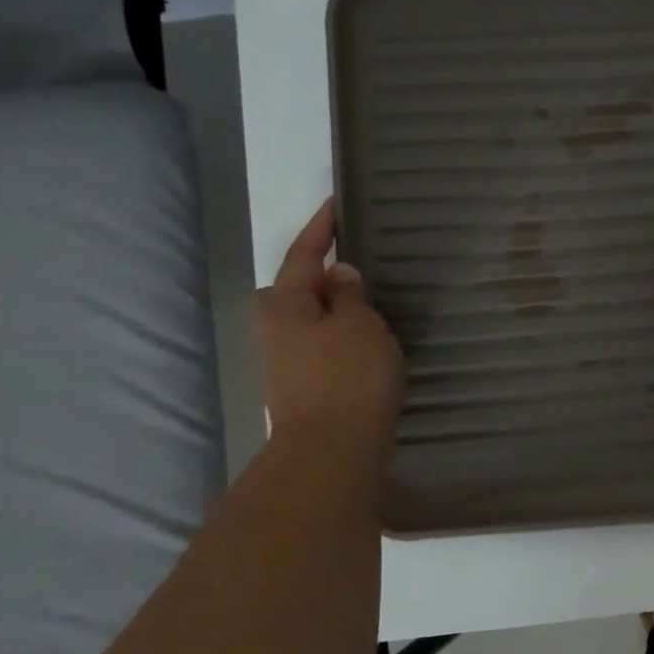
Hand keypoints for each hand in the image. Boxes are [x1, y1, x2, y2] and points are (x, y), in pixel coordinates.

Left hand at [256, 199, 404, 467]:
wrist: (332, 451)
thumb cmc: (347, 376)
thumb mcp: (358, 324)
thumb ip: (349, 294)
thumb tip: (338, 273)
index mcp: (284, 304)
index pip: (303, 254)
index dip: (321, 227)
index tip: (337, 202)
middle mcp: (277, 328)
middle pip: (300, 287)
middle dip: (325, 272)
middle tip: (362, 258)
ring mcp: (289, 359)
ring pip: (315, 317)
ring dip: (339, 305)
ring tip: (376, 295)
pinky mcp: (307, 383)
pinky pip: (327, 341)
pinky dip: (347, 331)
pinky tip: (374, 336)